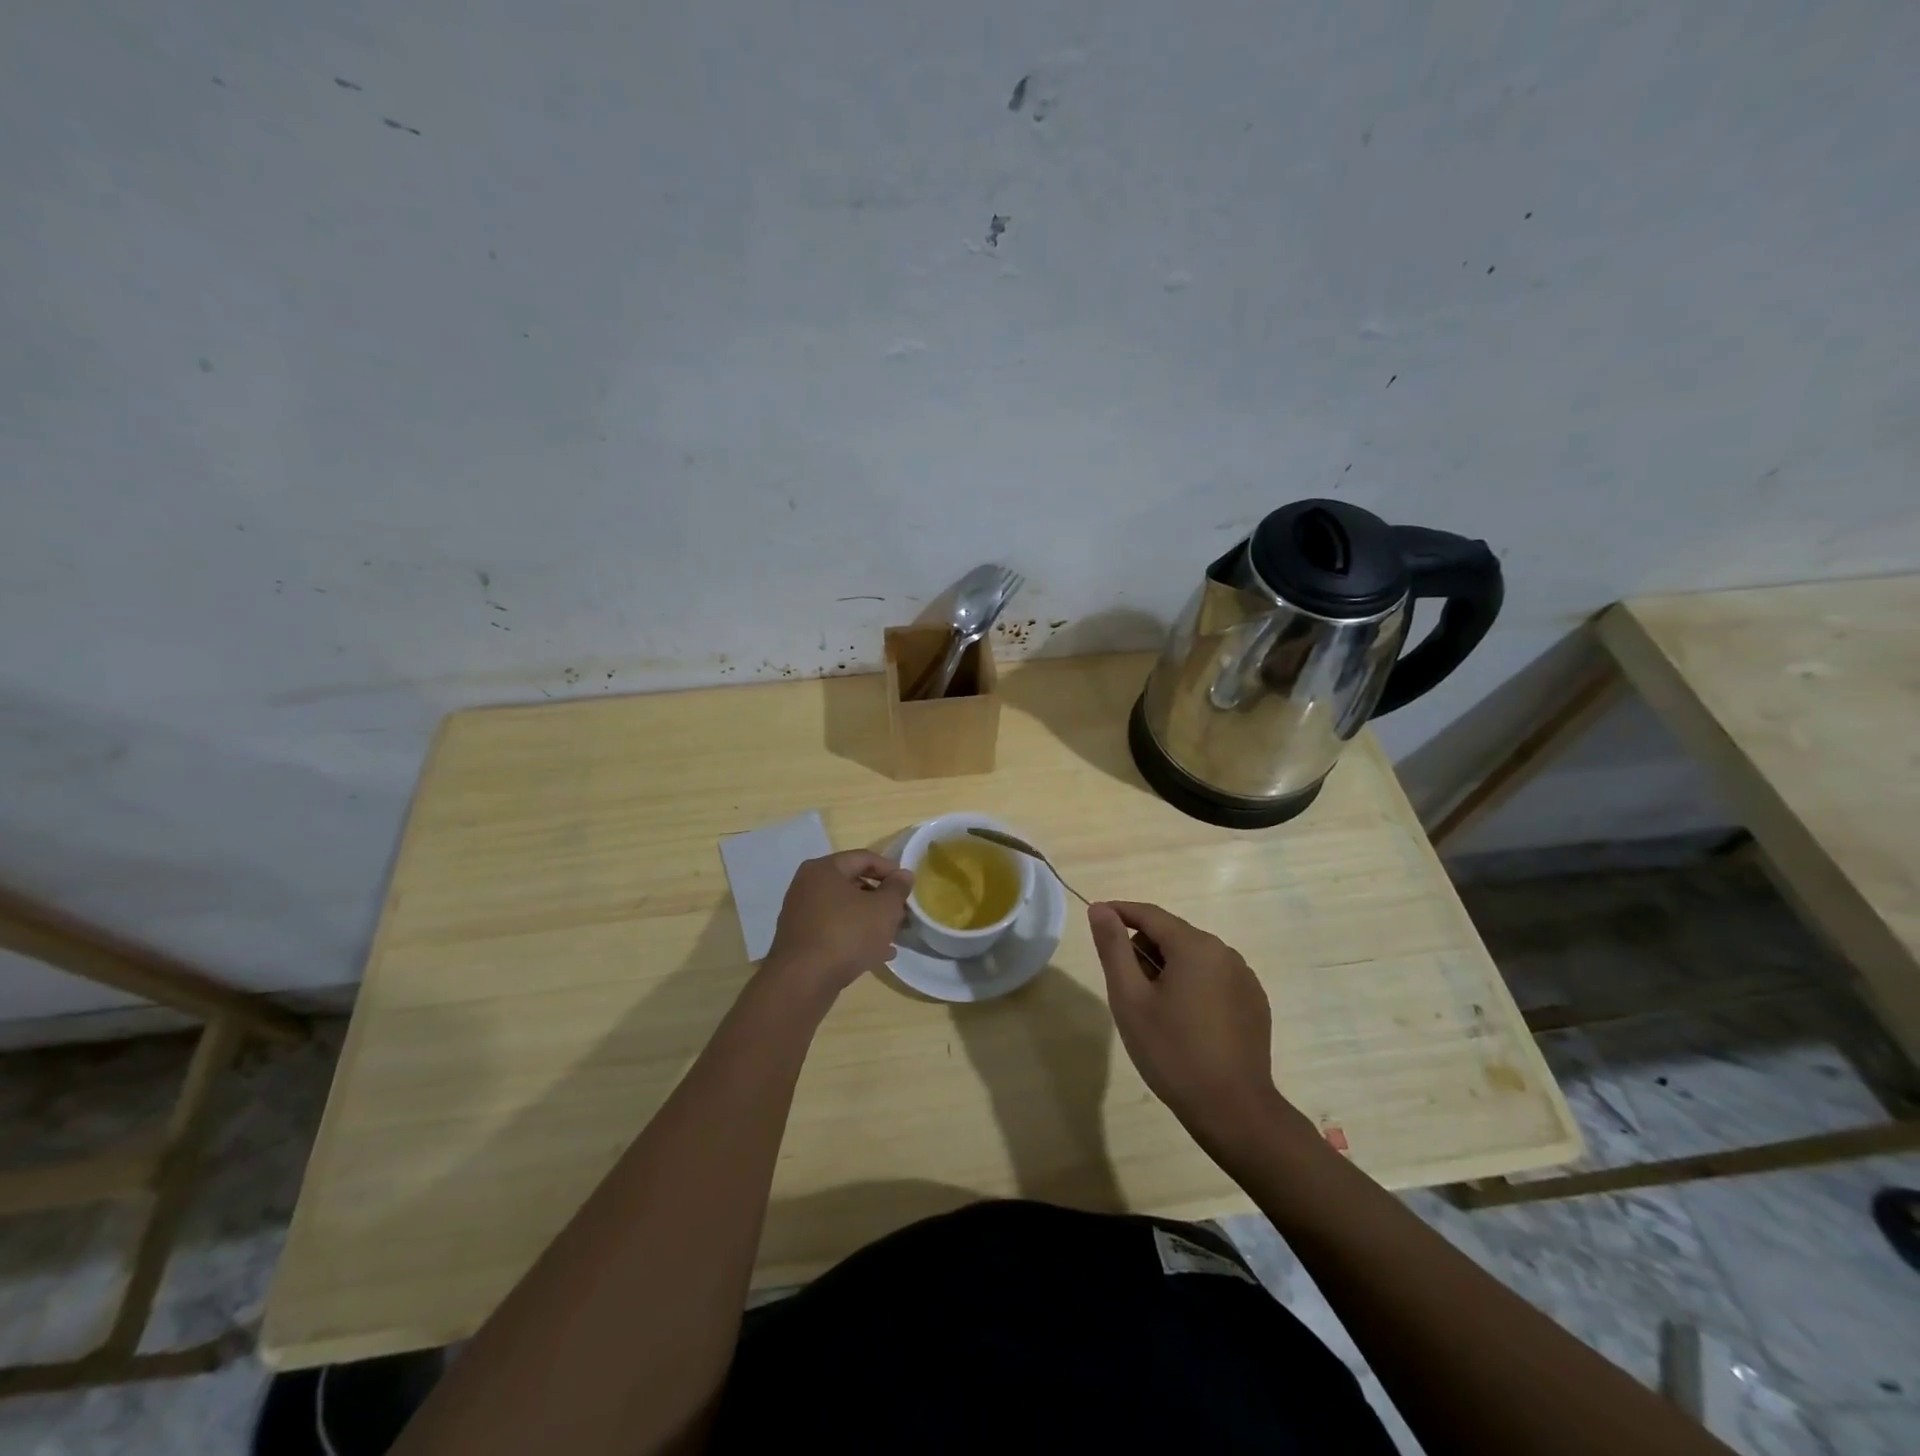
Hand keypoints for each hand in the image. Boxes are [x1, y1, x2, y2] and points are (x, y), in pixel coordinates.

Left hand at [764, 851, 913, 999]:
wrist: (803, 981)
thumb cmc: (847, 934)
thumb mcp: (884, 909)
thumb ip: (897, 888)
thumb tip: (903, 875)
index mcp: (824, 869)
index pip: (864, 858)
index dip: (890, 870)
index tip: (908, 887)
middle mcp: (807, 885)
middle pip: (852, 883)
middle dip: (881, 898)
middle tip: (901, 912)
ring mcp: (800, 914)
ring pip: (844, 909)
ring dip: (870, 919)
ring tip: (893, 935)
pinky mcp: (800, 940)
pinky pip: (834, 929)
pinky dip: (854, 935)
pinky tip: (877, 954)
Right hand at [1089, 901, 1287, 1147]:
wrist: (1233, 1110)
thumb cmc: (1172, 1052)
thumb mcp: (1130, 999)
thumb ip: (1113, 948)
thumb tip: (1100, 909)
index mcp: (1194, 946)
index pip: (1149, 914)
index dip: (1119, 912)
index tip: (1096, 919)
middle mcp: (1225, 952)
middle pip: (1172, 934)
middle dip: (1144, 950)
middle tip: (1127, 989)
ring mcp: (1245, 978)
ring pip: (1194, 957)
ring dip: (1169, 969)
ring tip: (1156, 1011)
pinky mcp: (1255, 1002)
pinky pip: (1215, 978)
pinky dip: (1194, 986)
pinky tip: (1187, 1023)